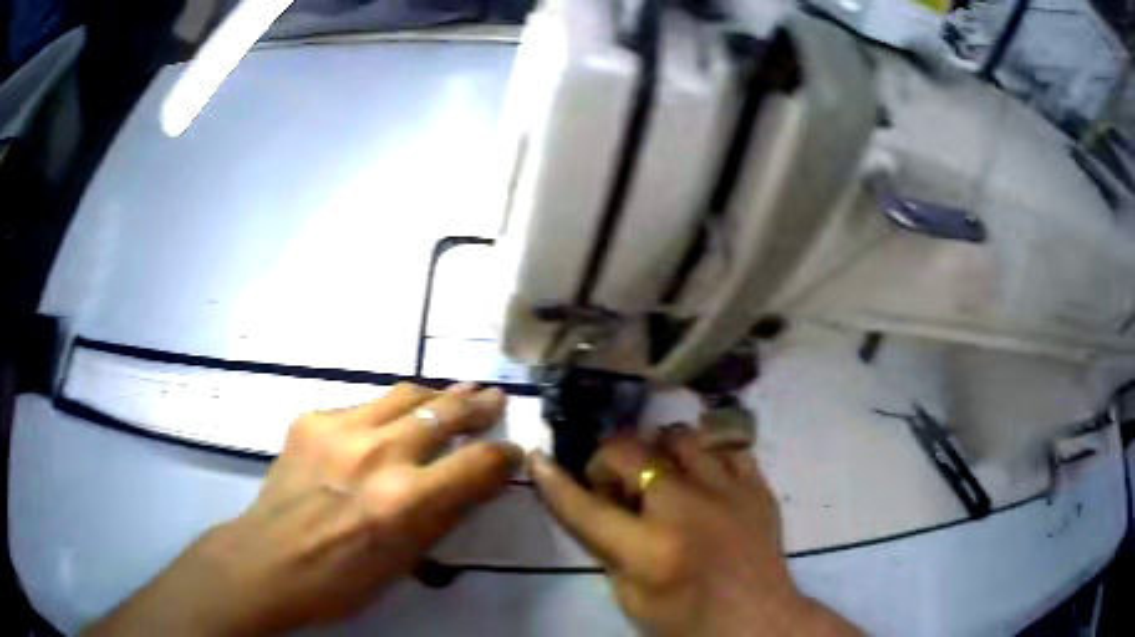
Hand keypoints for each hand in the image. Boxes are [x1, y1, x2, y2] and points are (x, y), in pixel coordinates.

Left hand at [86, 382, 519, 636]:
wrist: (269, 559)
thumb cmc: (342, 579)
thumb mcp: (405, 562)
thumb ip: (444, 516)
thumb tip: (476, 483)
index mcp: (406, 501)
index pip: (478, 464)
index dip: (504, 456)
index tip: (512, 452)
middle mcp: (378, 454)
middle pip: (444, 413)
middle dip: (478, 404)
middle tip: (494, 396)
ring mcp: (340, 430)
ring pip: (403, 394)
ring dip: (433, 396)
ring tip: (449, 396)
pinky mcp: (311, 419)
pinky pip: (361, 406)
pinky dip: (383, 414)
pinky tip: (382, 427)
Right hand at [529, 425, 860, 636]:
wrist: (757, 619)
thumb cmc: (686, 619)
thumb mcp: (630, 596)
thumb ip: (606, 546)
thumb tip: (593, 501)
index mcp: (649, 550)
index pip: (586, 507)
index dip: (555, 481)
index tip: (539, 458)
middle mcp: (687, 511)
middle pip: (632, 453)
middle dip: (609, 461)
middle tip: (614, 483)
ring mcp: (729, 492)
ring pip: (680, 436)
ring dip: (657, 451)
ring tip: (659, 474)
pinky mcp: (757, 487)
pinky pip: (724, 448)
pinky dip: (703, 457)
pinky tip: (700, 478)